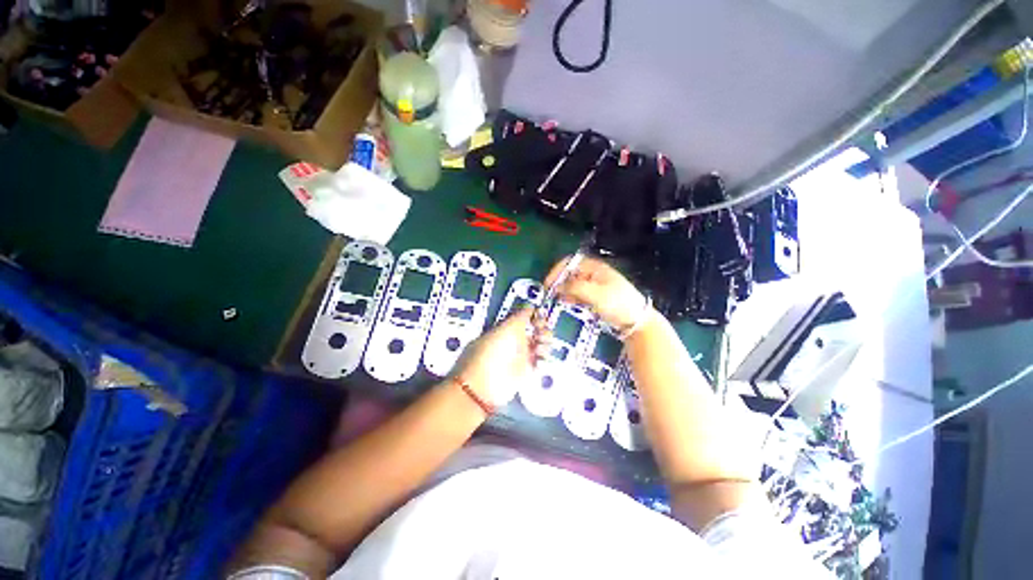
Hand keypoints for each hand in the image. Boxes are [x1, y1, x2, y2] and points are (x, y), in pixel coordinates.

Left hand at [452, 309, 534, 407]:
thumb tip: (531, 305)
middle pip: (535, 329)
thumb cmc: (494, 350)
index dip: (535, 315)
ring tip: (541, 346)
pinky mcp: (525, 370)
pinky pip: (540, 359)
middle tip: (541, 332)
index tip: (540, 317)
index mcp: (507, 326)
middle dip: (542, 328)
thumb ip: (521, 315)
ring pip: (540, 343)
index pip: (525, 316)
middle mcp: (514, 339)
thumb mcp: (507, 327)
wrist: (484, 384)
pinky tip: (541, 357)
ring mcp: (520, 355)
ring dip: (545, 341)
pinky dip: (543, 357)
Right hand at [544, 256, 647, 332]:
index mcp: (594, 267)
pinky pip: (579, 294)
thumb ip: (575, 287)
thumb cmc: (617, 303)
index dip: (557, 271)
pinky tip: (568, 304)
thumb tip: (557, 286)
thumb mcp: (595, 294)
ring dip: (564, 291)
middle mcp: (593, 273)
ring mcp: (594, 285)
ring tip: (558, 301)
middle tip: (550, 295)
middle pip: (570, 273)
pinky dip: (571, 298)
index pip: (570, 262)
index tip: (548, 284)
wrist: (637, 320)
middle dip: (559, 282)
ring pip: (573, 284)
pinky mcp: (595, 296)